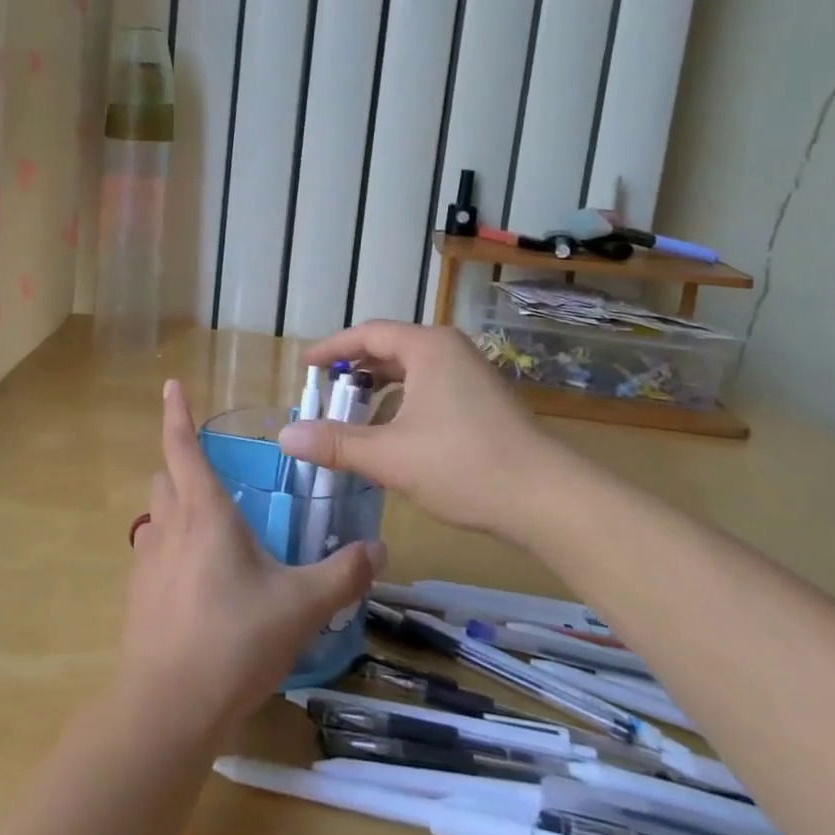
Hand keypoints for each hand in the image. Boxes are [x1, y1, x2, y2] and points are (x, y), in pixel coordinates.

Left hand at [118, 380, 385, 737]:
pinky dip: (170, 548)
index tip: (171, 384)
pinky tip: (198, 581)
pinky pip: (152, 552)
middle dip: (181, 464)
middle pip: (165, 476)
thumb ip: (343, 575)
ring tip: (209, 528)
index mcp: (204, 513)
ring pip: (156, 514)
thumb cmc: (234, 640)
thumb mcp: (301, 606)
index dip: (176, 413)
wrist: (166, 709)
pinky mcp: (137, 595)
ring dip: (175, 507)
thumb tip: (378, 548)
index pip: (182, 446)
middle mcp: (168, 526)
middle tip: (213, 474)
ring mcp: (146, 560)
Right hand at [278, 321, 578, 536]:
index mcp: (428, 348)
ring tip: (354, 420)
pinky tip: (394, 440)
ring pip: (412, 373)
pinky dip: (403, 406)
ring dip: (379, 393)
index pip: (368, 334)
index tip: (305, 366)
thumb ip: (336, 443)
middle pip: (390, 350)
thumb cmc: (464, 465)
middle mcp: (450, 351)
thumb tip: (286, 437)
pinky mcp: (484, 402)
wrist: (548, 500)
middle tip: (326, 395)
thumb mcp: (391, 456)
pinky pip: (430, 390)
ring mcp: (471, 376)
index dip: (332, 349)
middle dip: (355, 372)